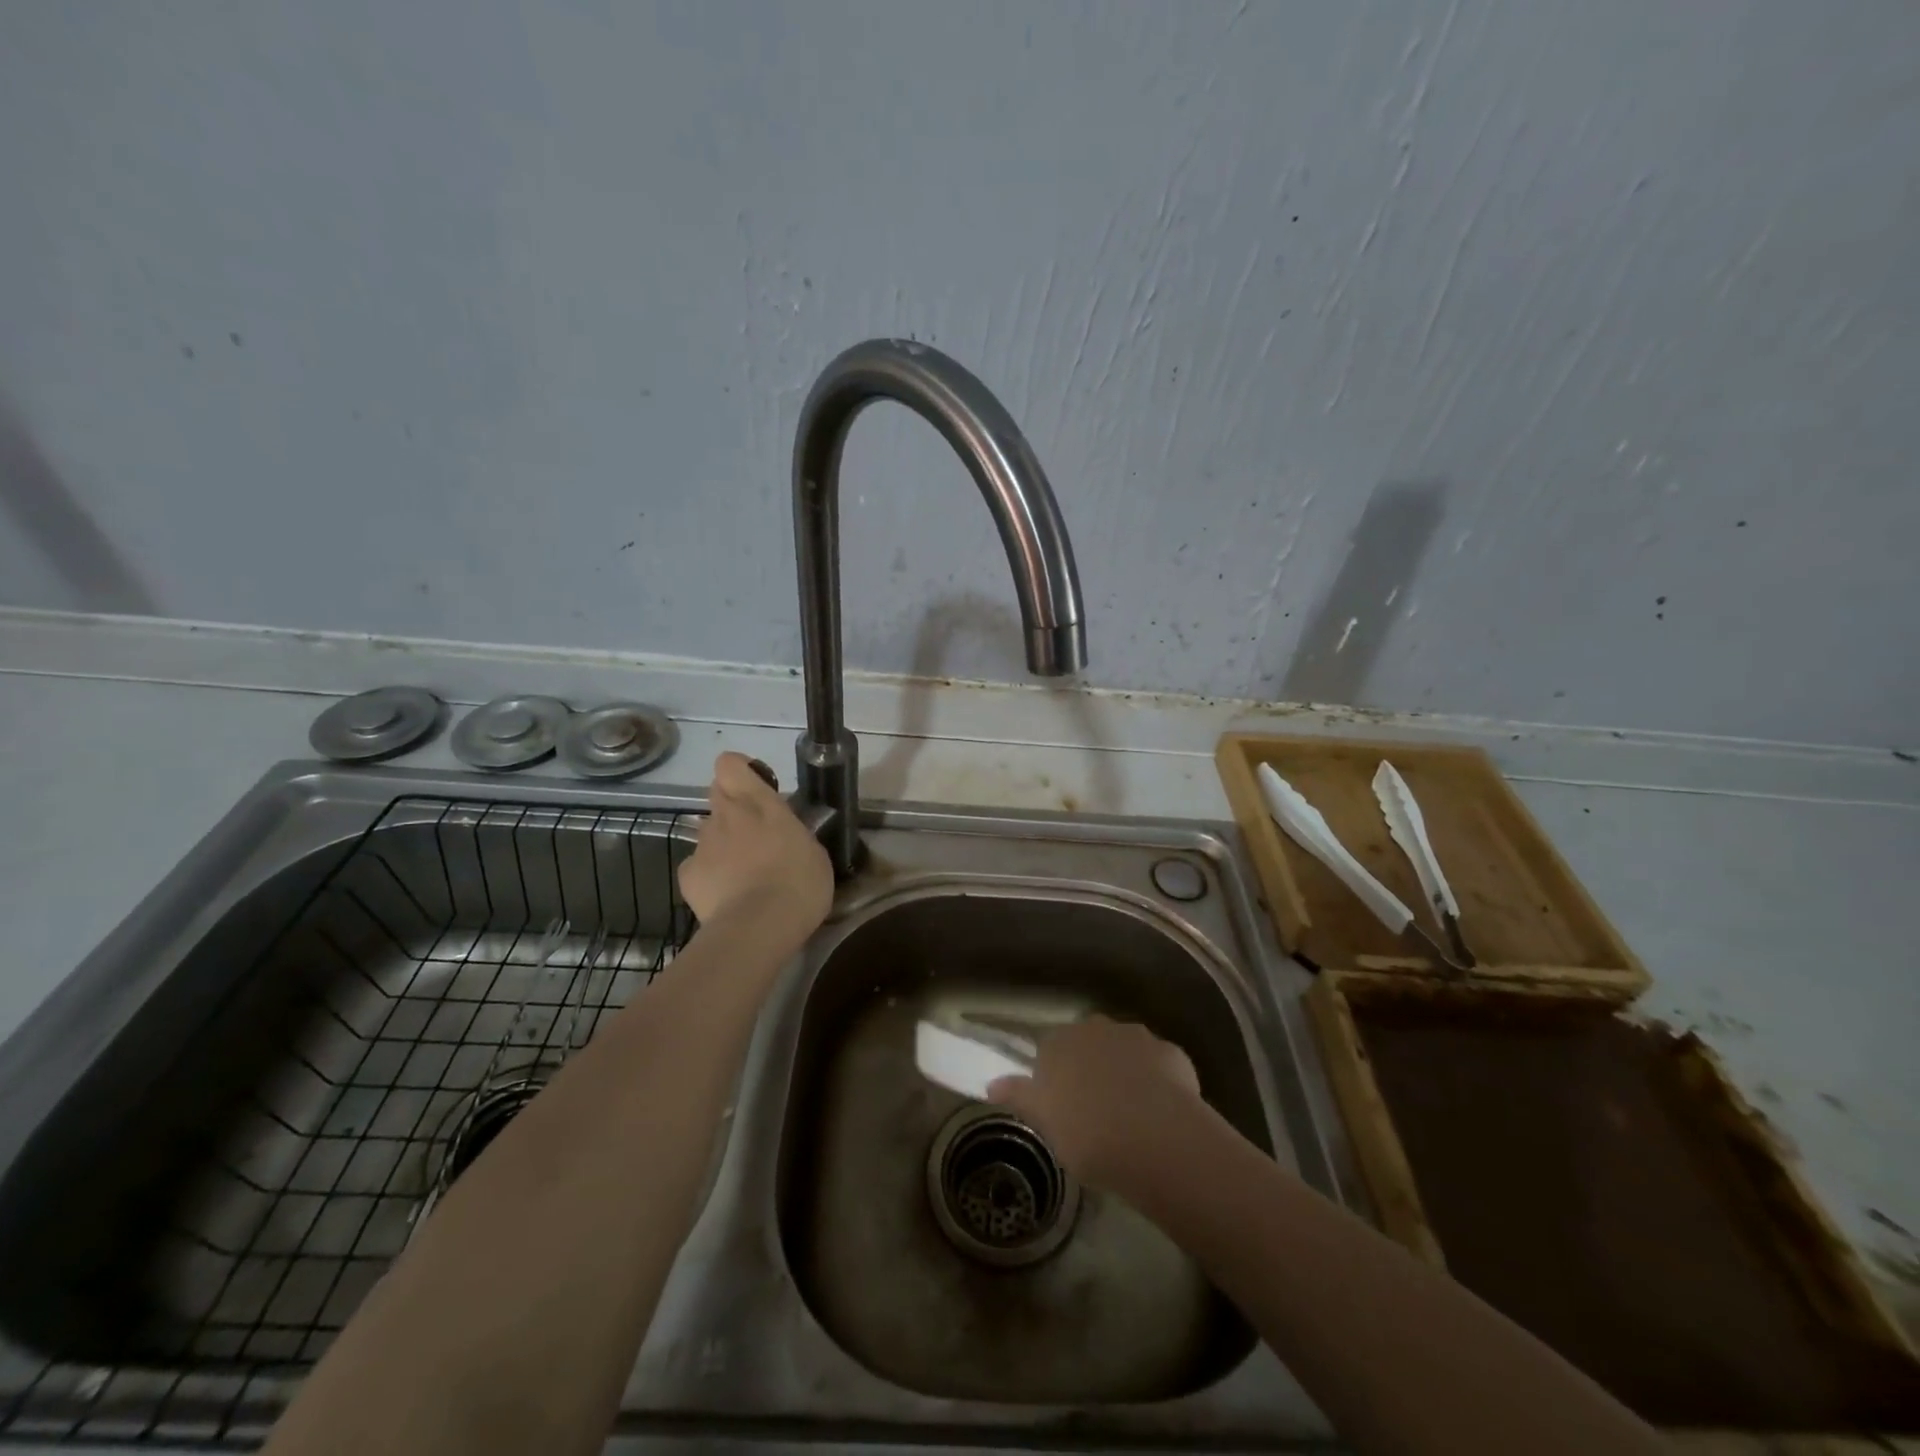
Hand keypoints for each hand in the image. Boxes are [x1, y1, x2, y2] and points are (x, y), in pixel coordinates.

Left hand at [678, 752, 832, 946]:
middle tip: (755, 833)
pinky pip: (697, 866)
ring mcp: (702, 845)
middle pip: (717, 793)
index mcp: (759, 803)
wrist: (758, 928)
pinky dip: (708, 876)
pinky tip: (727, 896)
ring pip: (708, 832)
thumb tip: (786, 836)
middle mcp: (726, 816)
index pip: (730, 764)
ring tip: (744, 875)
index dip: (738, 770)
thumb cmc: (799, 884)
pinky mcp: (687, 876)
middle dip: (732, 807)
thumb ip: (793, 834)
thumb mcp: (814, 853)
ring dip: (723, 844)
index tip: (756, 786)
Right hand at [987, 1015, 1202, 1190]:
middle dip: (1090, 1068)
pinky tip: (1160, 1115)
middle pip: (1089, 1044)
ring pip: (1125, 1052)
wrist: (1155, 1138)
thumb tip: (991, 1084)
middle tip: (1093, 1110)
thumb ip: (1019, 1096)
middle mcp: (1097, 1028)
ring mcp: (1138, 1037)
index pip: (1049, 1049)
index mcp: (1060, 1041)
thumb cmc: (1087, 1133)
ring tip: (1129, 1115)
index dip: (1054, 1076)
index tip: (1060, 1105)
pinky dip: (1157, 1084)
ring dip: (1125, 1073)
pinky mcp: (1172, 1054)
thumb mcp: (1044, 1121)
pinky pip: (1158, 1067)